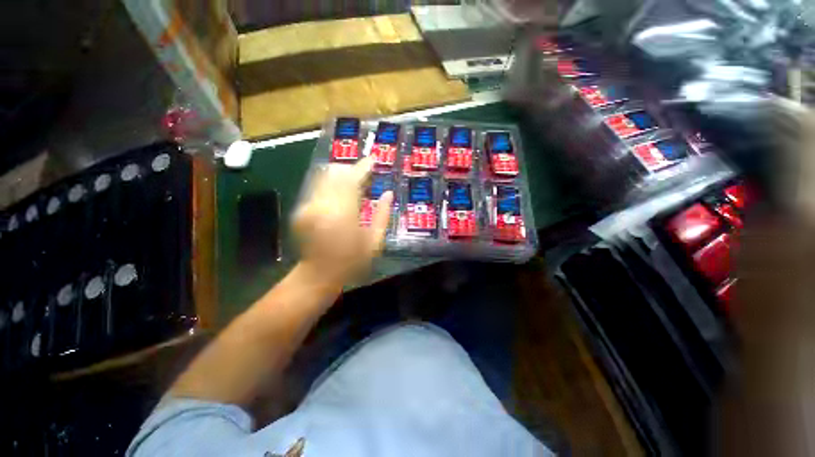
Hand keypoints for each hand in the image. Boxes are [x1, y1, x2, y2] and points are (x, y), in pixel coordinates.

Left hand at [293, 156, 393, 286]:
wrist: (318, 275)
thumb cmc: (351, 261)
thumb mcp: (374, 242)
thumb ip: (382, 215)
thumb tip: (389, 193)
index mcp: (343, 214)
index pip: (353, 180)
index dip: (364, 167)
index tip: (374, 159)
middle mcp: (322, 205)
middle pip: (336, 173)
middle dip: (352, 168)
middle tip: (366, 173)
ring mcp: (309, 206)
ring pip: (325, 177)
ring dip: (341, 175)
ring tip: (355, 182)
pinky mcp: (302, 209)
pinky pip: (318, 187)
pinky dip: (332, 185)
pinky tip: (341, 194)